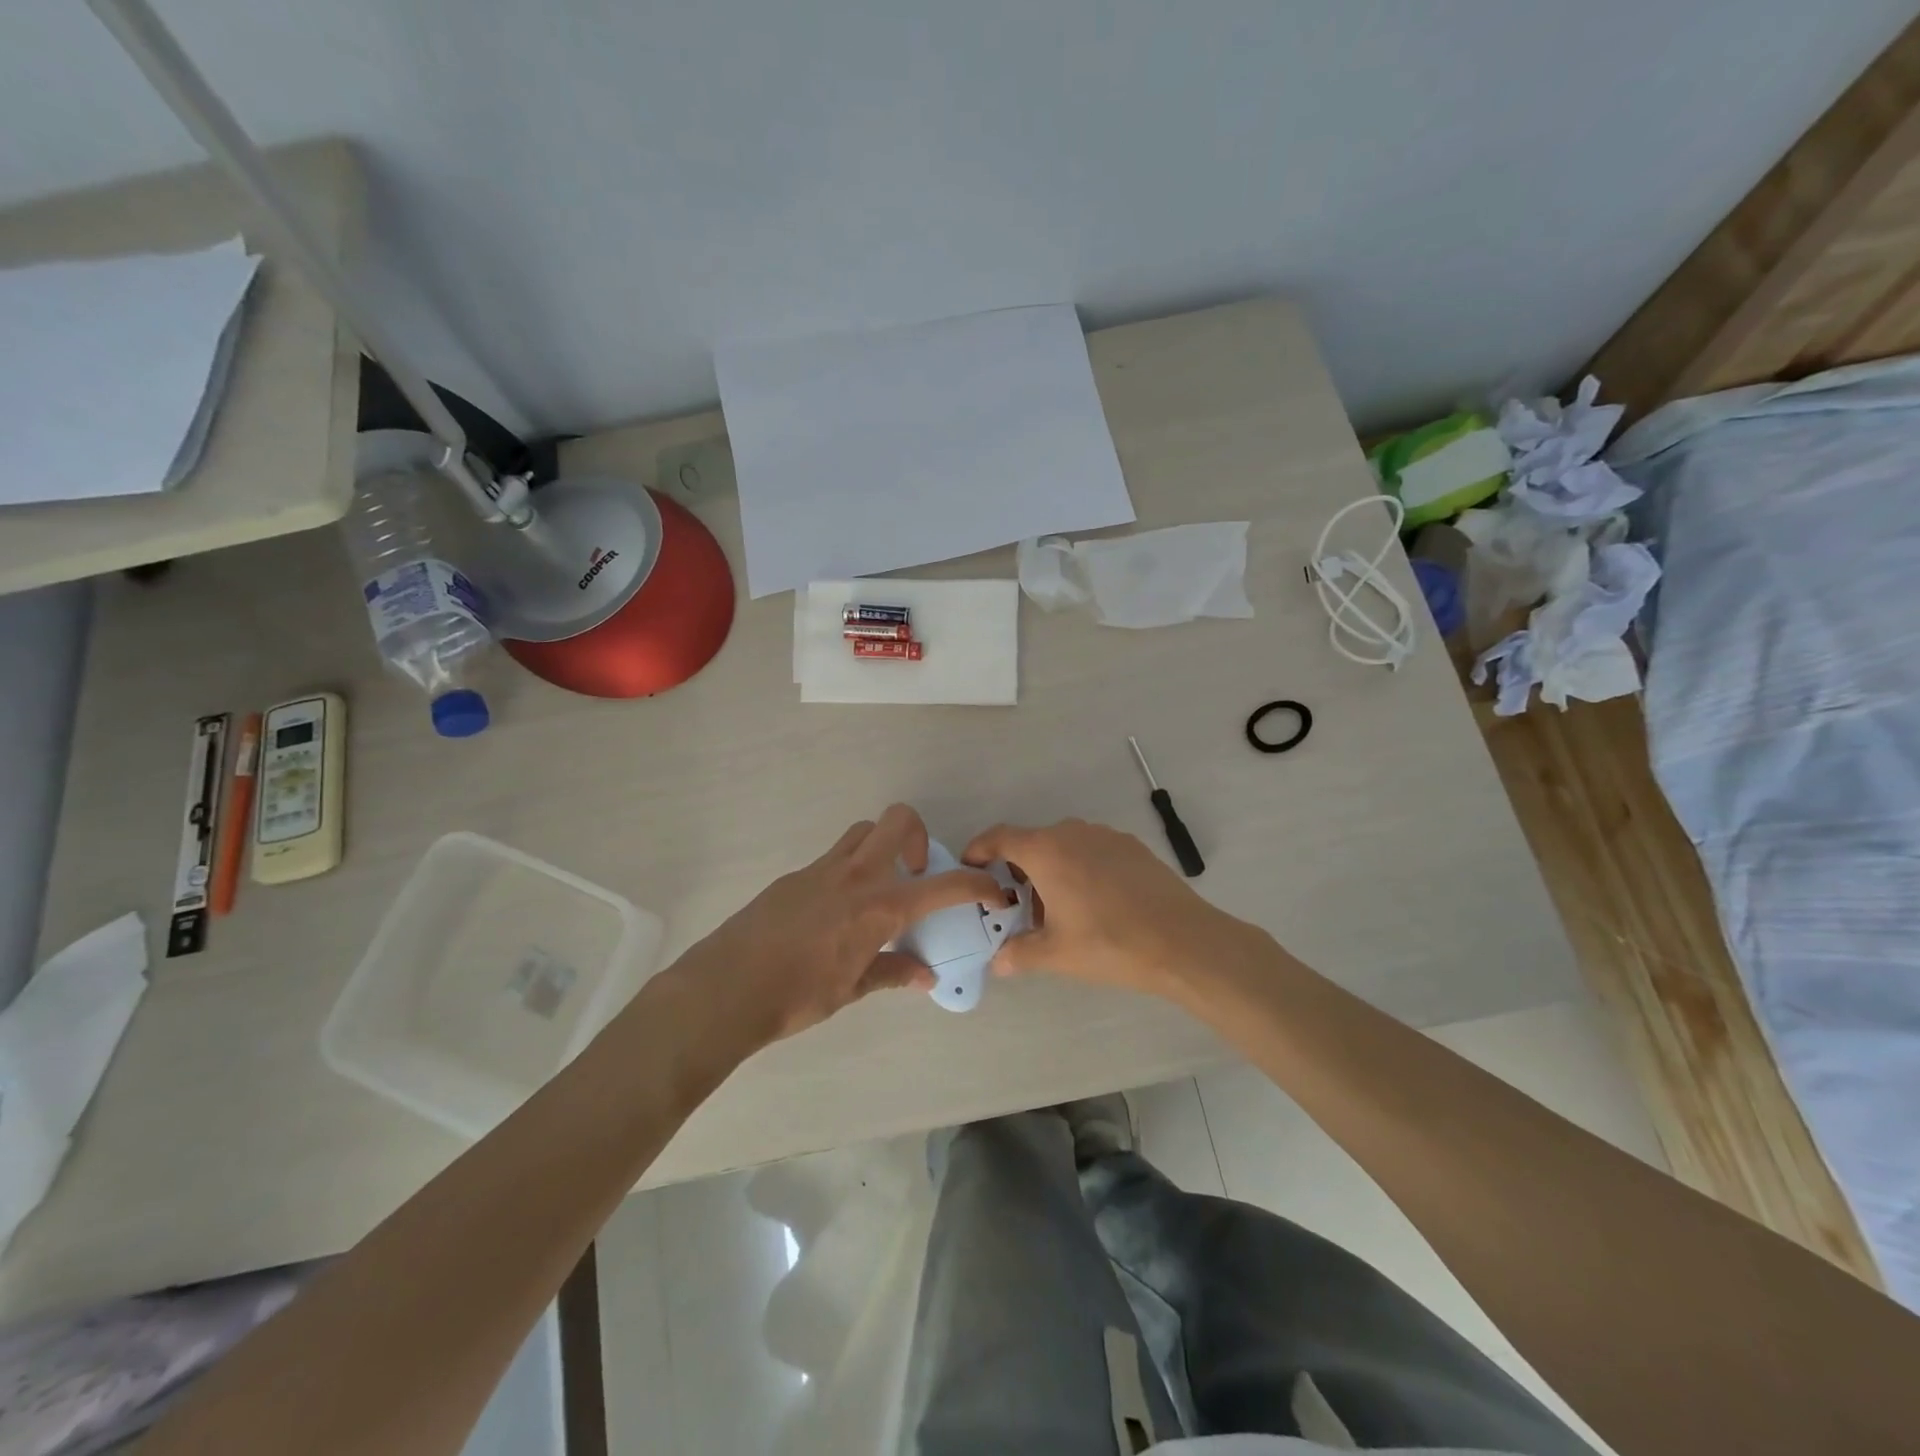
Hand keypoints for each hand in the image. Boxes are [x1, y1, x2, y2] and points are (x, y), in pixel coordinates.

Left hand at [683, 804, 1001, 1045]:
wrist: (727, 987)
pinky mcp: (795, 875)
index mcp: (879, 907)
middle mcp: (856, 876)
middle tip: (916, 874)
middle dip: (920, 835)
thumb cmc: (798, 995)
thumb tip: (925, 976)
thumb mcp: (853, 989)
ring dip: (882, 846)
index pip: (944, 886)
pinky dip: (849, 871)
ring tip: (879, 888)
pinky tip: (835, 912)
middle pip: (898, 820)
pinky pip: (833, 858)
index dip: (977, 885)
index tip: (993, 890)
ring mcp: (822, 869)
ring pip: (863, 831)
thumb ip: (893, 973)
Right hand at [962, 818, 1256, 1003]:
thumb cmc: (1109, 943)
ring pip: (1065, 846)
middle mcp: (1073, 833)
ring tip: (1057, 908)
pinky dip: (1080, 868)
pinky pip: (1092, 850)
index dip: (980, 848)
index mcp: (1046, 851)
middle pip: (1033, 842)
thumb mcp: (1056, 954)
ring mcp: (1106, 836)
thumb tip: (998, 963)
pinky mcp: (1132, 847)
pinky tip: (1095, 903)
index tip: (970, 864)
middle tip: (1017, 904)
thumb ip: (1019, 953)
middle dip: (1019, 869)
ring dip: (1052, 869)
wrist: (1183, 941)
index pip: (1000, 837)